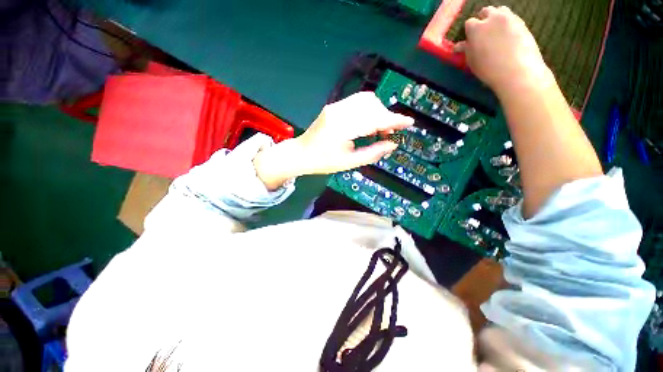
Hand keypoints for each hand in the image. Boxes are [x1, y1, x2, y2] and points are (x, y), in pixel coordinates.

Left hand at [253, 92, 412, 189]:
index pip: (374, 118)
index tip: (409, 122)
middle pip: (372, 104)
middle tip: (389, 133)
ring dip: (378, 111)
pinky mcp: (334, 106)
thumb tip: (393, 144)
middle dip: (386, 116)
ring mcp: (335, 106)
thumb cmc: (324, 162)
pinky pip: (357, 102)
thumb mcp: (350, 162)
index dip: (394, 120)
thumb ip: (373, 153)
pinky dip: (369, 110)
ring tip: (380, 128)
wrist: (302, 154)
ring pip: (366, 99)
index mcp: (342, 127)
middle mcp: (339, 111)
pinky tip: (369, 123)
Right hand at [455, 6, 553, 97]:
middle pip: (486, 11)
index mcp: (476, 28)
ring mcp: (509, 18)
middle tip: (483, 33)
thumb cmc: (489, 69)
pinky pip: (512, 18)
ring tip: (496, 32)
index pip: (469, 23)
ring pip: (501, 11)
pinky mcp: (522, 23)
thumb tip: (460, 46)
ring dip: (497, 18)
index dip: (469, 32)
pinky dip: (508, 24)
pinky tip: (509, 36)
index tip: (470, 40)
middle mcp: (492, 18)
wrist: (517, 71)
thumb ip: (466, 50)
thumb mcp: (473, 62)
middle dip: (483, 20)